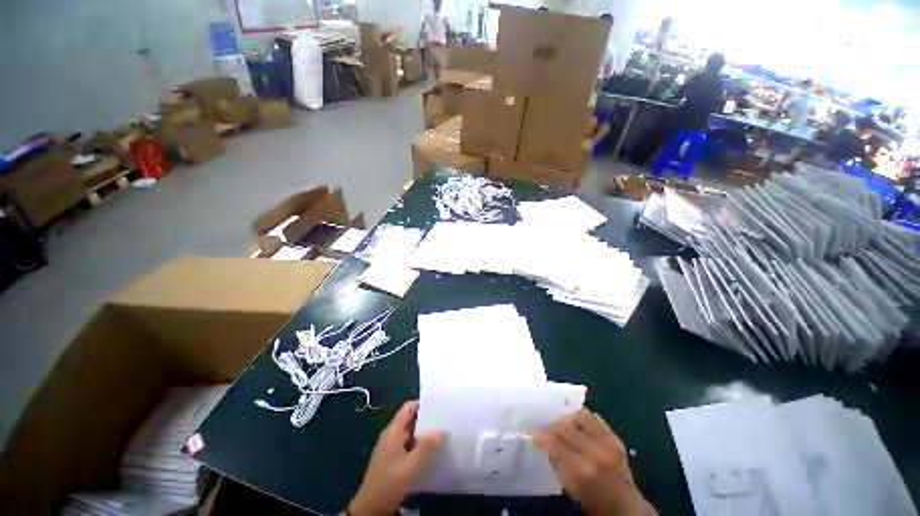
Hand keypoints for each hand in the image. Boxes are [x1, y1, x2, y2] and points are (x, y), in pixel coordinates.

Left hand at [348, 401, 442, 515]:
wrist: (370, 508)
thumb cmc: (389, 482)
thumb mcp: (411, 465)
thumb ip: (426, 447)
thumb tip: (441, 430)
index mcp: (393, 430)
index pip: (409, 407)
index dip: (423, 404)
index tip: (439, 406)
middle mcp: (391, 434)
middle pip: (410, 419)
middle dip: (426, 419)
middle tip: (444, 421)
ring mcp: (390, 447)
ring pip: (410, 433)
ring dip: (423, 433)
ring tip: (441, 435)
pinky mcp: (392, 458)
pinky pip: (408, 444)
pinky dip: (418, 444)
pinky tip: (430, 453)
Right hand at [533, 409, 653, 515]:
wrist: (624, 505)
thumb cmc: (591, 499)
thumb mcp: (568, 485)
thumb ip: (555, 459)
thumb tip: (541, 438)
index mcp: (580, 471)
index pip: (553, 442)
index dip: (540, 435)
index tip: (533, 432)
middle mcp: (595, 453)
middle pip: (564, 426)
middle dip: (552, 426)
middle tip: (547, 430)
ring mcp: (608, 443)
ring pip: (578, 416)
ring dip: (567, 420)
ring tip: (564, 427)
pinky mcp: (615, 436)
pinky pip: (593, 416)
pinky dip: (581, 417)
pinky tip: (577, 424)